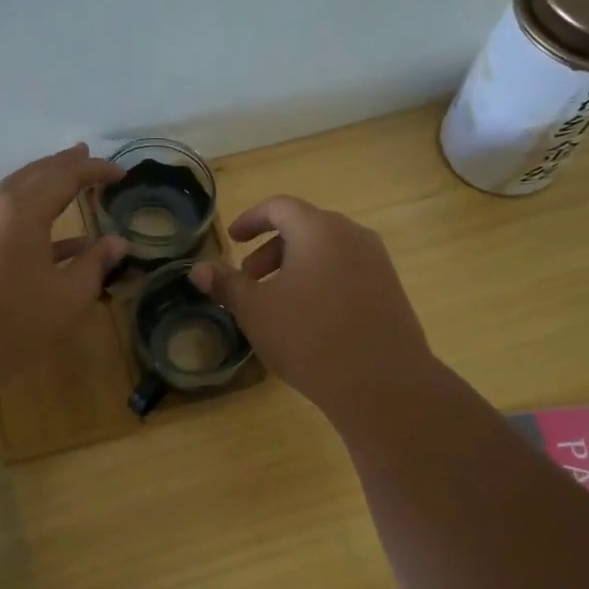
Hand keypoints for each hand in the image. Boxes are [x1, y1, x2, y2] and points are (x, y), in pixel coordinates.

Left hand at [0, 145, 128, 376]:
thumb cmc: (16, 319)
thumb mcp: (68, 294)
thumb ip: (95, 263)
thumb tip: (118, 243)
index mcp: (23, 209)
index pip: (65, 175)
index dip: (95, 170)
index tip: (122, 173)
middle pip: (35, 174)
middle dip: (64, 164)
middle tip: (86, 154)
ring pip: (17, 191)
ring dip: (46, 184)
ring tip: (70, 179)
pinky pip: (7, 216)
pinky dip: (34, 216)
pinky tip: (60, 238)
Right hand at [192, 196, 434, 414]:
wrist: (381, 382)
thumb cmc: (309, 337)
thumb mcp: (256, 311)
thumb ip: (226, 284)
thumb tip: (198, 269)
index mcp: (318, 230)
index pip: (279, 207)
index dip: (251, 220)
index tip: (233, 238)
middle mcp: (352, 235)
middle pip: (305, 228)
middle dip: (271, 250)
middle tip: (249, 280)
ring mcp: (377, 262)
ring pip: (327, 251)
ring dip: (296, 267)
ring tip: (278, 303)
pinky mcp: (391, 289)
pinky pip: (348, 272)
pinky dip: (322, 281)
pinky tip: (311, 319)